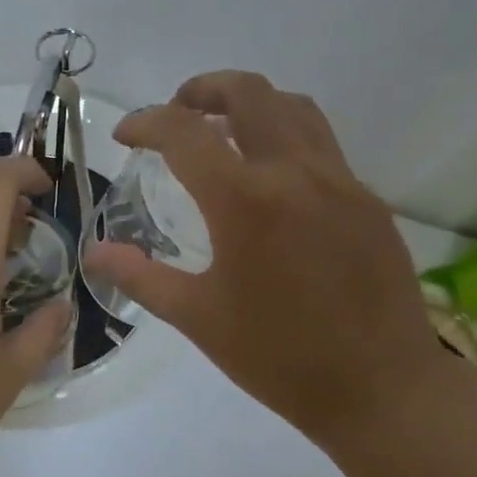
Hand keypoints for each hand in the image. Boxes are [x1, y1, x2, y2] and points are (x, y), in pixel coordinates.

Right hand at [82, 71, 444, 445]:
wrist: (381, 387)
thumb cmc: (278, 357)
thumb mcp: (197, 318)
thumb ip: (140, 276)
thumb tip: (95, 252)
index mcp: (244, 201)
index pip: (183, 132)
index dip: (146, 123)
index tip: (126, 137)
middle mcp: (294, 172)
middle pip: (248, 92)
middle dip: (202, 89)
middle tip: (175, 113)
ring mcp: (339, 181)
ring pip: (293, 107)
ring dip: (250, 104)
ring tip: (222, 131)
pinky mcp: (367, 199)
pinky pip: (321, 144)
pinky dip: (285, 137)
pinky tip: (271, 181)